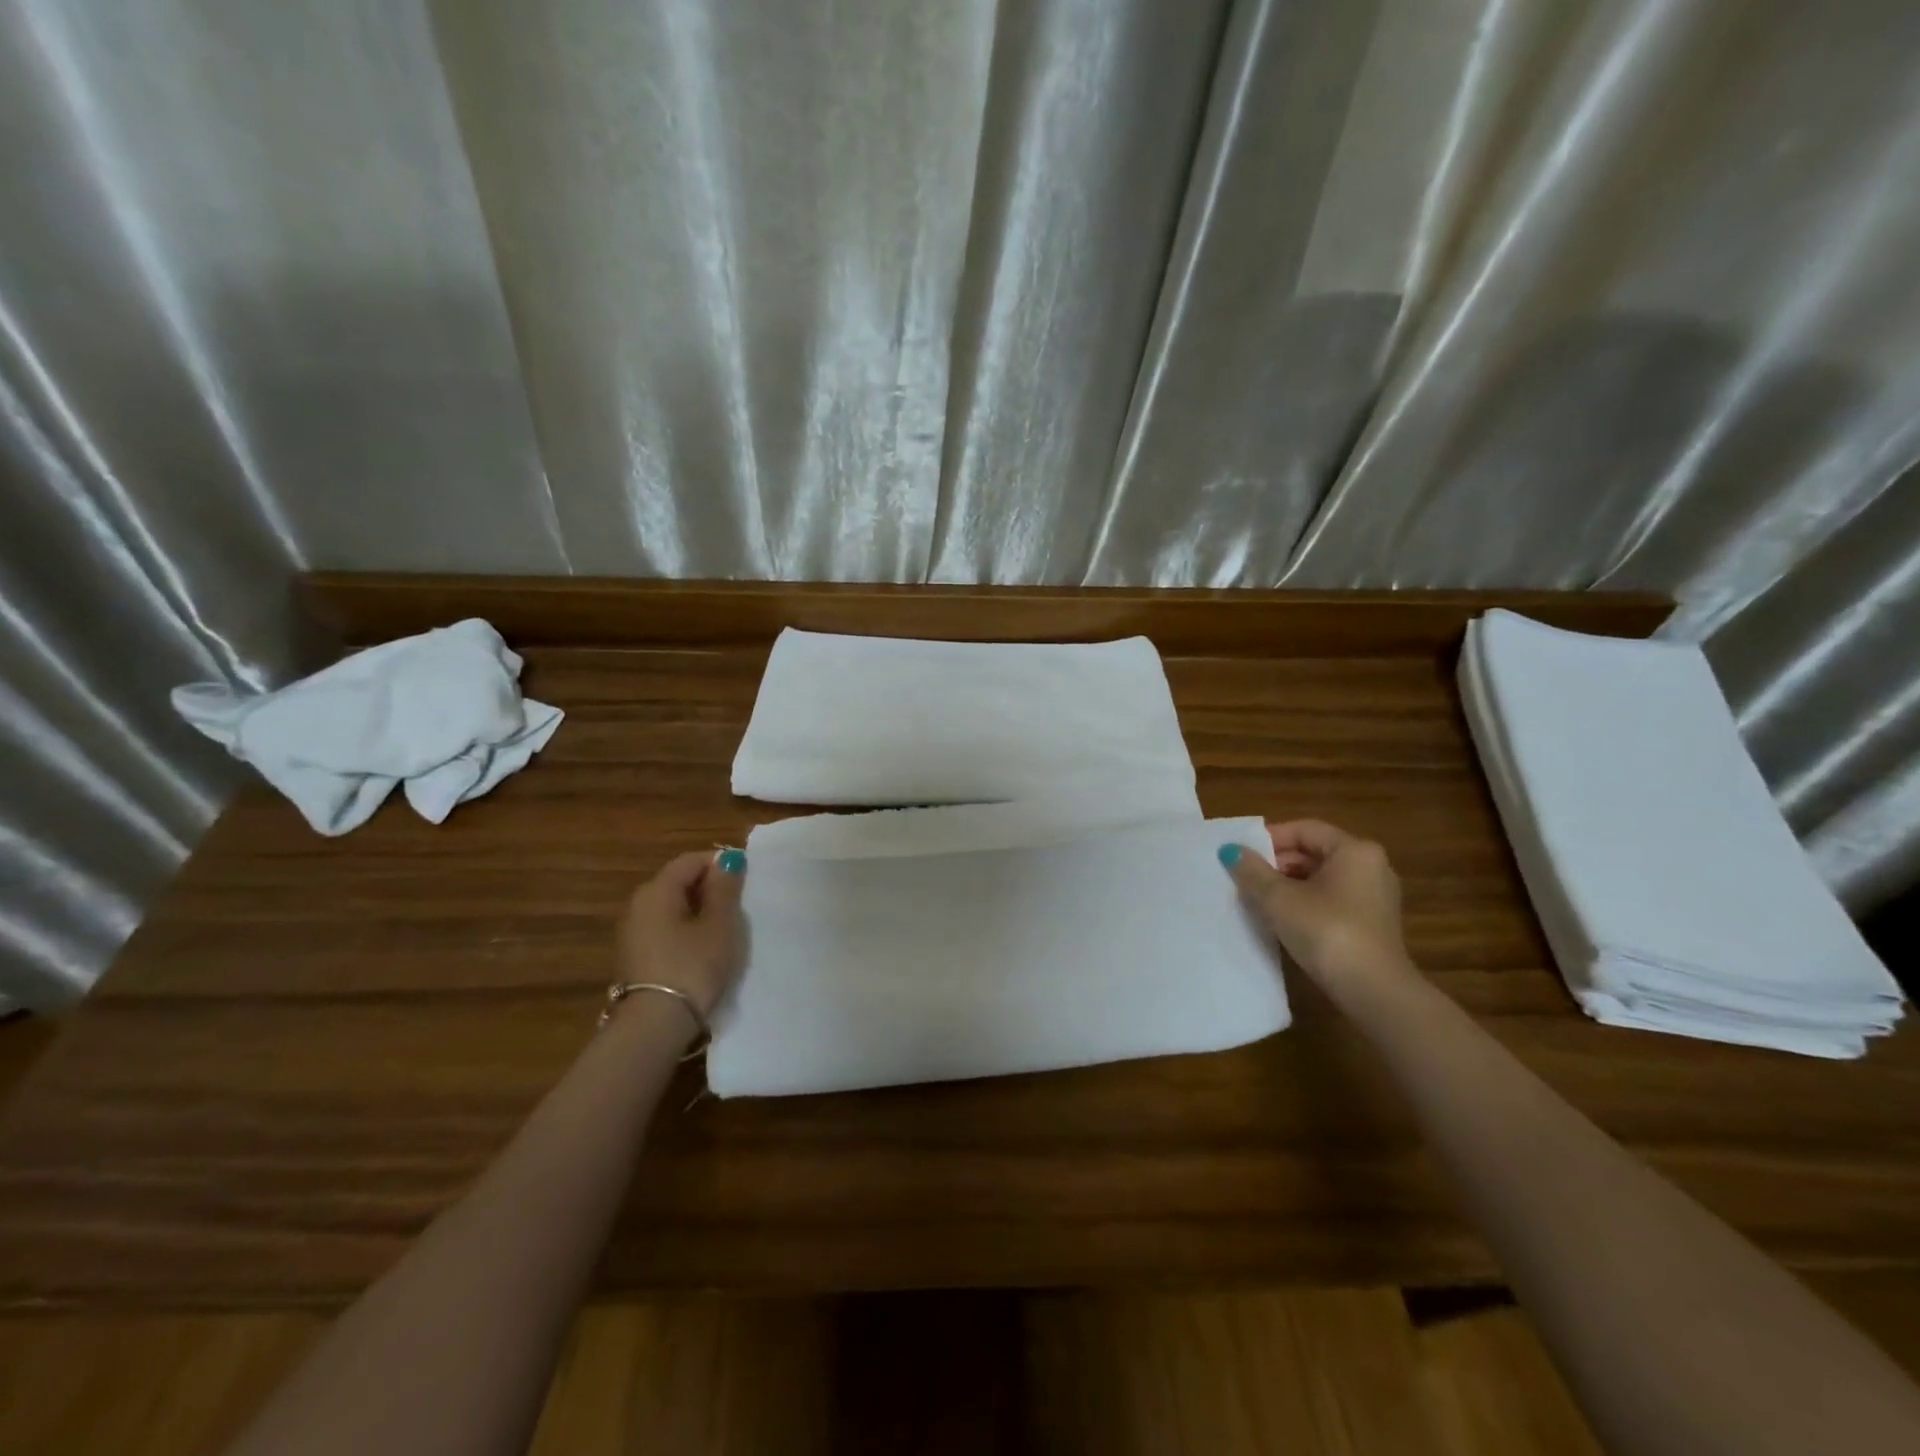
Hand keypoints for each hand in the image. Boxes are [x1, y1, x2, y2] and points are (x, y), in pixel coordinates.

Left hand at [616, 849, 747, 1018]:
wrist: (654, 1026)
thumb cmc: (692, 966)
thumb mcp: (719, 925)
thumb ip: (724, 889)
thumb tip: (727, 859)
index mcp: (656, 890)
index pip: (691, 861)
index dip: (719, 865)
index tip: (744, 883)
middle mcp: (638, 904)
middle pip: (678, 882)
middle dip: (709, 889)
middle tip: (737, 908)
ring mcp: (632, 932)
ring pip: (671, 908)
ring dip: (698, 912)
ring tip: (723, 932)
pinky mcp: (634, 956)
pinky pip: (664, 930)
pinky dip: (684, 931)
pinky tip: (702, 952)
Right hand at [1220, 821, 1410, 988]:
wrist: (1373, 991)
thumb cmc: (1326, 931)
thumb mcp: (1279, 898)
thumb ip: (1252, 870)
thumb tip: (1230, 850)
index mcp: (1354, 850)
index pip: (1304, 830)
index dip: (1269, 839)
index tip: (1241, 856)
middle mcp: (1371, 866)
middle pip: (1314, 853)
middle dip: (1277, 864)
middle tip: (1245, 879)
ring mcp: (1375, 896)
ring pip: (1322, 879)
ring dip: (1288, 886)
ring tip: (1258, 901)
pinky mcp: (1373, 924)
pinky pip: (1333, 900)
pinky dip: (1306, 903)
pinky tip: (1284, 921)